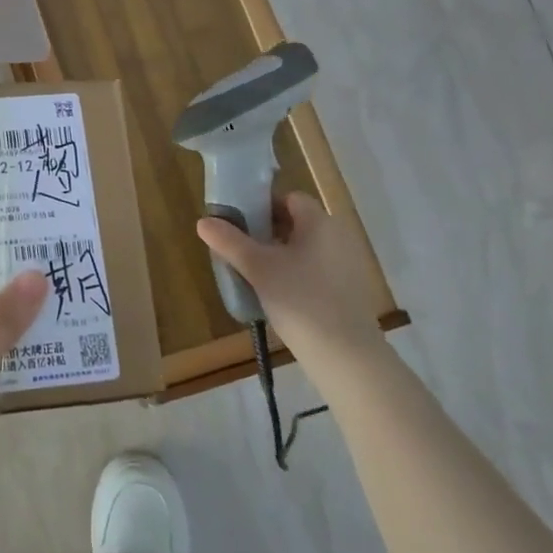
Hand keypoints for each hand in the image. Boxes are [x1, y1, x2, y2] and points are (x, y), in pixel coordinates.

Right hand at [196, 193, 389, 368]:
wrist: (345, 354)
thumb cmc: (299, 300)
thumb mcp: (257, 268)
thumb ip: (229, 242)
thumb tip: (204, 221)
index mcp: (319, 222)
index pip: (289, 198)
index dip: (262, 205)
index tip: (239, 223)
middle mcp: (338, 236)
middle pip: (297, 222)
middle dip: (266, 232)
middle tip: (240, 249)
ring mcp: (347, 264)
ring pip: (305, 248)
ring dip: (279, 254)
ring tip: (254, 274)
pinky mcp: (348, 290)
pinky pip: (316, 269)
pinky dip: (296, 274)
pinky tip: (278, 295)